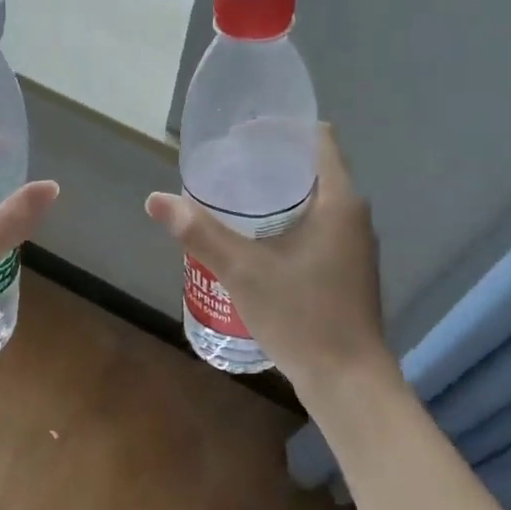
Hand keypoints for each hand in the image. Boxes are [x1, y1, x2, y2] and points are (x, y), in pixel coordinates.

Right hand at [145, 124, 392, 395]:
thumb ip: (200, 233)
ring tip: (232, 198)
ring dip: (277, 194)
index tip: (240, 134)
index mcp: (339, 201)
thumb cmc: (302, 316)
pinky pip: (316, 227)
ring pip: (313, 200)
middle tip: (225, 166)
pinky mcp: (347, 270)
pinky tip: (255, 240)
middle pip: (312, 168)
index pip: (316, 139)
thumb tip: (156, 200)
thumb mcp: (243, 271)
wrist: (348, 381)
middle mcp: (353, 216)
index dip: (279, 128)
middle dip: (269, 162)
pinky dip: (286, 221)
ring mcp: (353, 245)